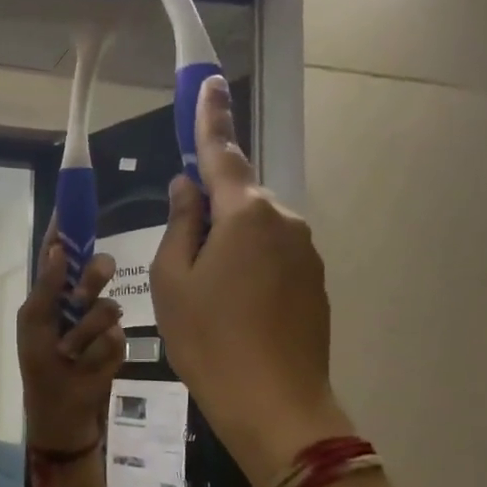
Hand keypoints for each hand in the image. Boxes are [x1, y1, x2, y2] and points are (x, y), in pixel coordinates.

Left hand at [17, 232, 125, 451]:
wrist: (62, 413)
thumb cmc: (39, 368)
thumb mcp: (33, 326)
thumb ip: (46, 288)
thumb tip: (58, 248)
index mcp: (53, 294)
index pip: (61, 254)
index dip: (66, 229)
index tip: (73, 203)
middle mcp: (79, 302)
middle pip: (97, 269)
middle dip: (91, 280)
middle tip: (80, 297)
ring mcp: (101, 323)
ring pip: (108, 306)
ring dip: (84, 334)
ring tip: (70, 354)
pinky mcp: (118, 345)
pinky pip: (115, 336)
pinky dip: (95, 353)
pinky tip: (84, 366)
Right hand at [151, 77, 351, 484]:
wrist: (274, 403)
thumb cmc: (208, 338)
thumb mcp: (172, 280)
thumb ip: (180, 224)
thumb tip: (189, 188)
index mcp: (244, 213)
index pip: (221, 153)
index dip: (210, 117)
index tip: (207, 83)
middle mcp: (283, 221)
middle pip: (237, 200)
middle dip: (209, 214)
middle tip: (182, 264)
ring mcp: (305, 252)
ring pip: (254, 233)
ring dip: (228, 249)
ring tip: (207, 301)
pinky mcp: (315, 282)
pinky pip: (273, 259)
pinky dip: (249, 272)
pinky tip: (235, 313)